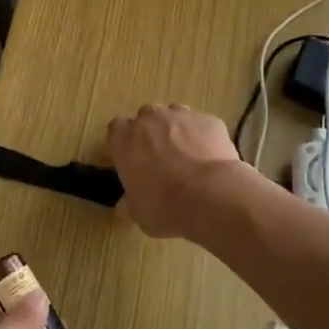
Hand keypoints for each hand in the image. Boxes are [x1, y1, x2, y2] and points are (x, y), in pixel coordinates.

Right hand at [107, 103, 259, 239]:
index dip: (125, 143)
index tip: (131, 159)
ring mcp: (182, 116)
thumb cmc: (165, 206)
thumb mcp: (139, 213)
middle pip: (146, 117)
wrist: (211, 196)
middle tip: (160, 159)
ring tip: (188, 157)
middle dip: (152, 133)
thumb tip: (124, 206)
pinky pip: (202, 125)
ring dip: (177, 131)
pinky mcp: (209, 120)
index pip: (116, 129)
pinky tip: (210, 159)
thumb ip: (130, 203)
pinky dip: (203, 138)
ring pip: (175, 115)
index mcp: (125, 139)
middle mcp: (150, 119)